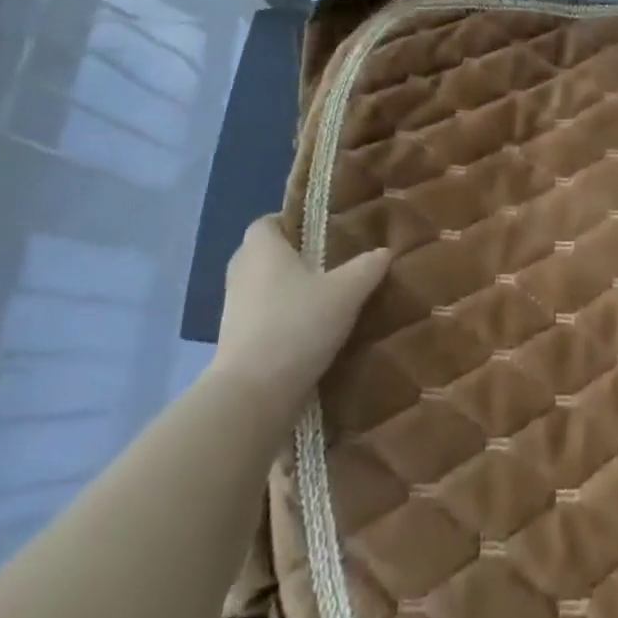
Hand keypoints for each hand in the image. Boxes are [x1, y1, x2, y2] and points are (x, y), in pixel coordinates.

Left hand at [211, 215, 390, 392]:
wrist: (252, 395)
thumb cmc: (297, 325)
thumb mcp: (345, 292)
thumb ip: (366, 267)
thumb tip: (385, 251)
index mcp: (261, 248)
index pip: (269, 221)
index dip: (293, 223)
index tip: (322, 233)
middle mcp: (241, 272)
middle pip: (266, 254)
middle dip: (294, 258)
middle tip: (330, 264)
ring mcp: (233, 309)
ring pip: (263, 287)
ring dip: (287, 291)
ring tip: (324, 299)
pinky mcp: (233, 342)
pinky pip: (261, 317)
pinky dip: (280, 319)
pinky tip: (310, 331)